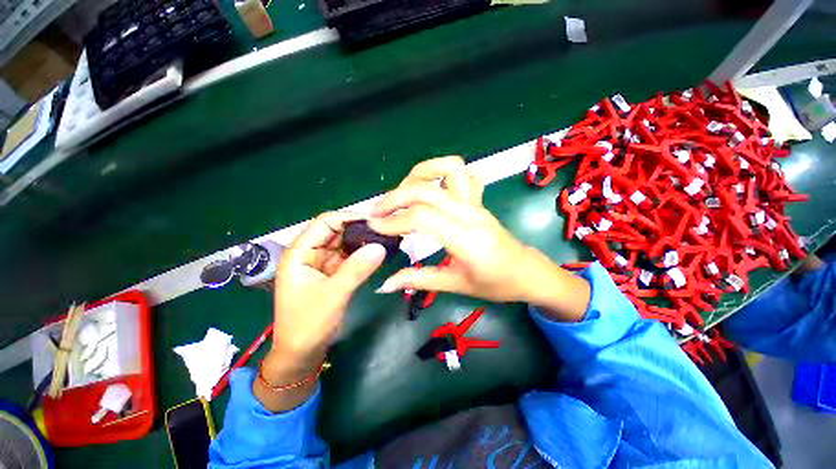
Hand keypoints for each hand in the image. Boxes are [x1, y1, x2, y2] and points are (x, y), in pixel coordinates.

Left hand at [257, 212, 385, 411]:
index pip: (326, 222)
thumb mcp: (333, 295)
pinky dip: (362, 255)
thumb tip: (381, 246)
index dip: (350, 218)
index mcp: (300, 252)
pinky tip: (378, 254)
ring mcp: (322, 262)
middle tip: (386, 232)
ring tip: (386, 241)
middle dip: (360, 230)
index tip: (376, 223)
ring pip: (345, 243)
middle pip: (337, 231)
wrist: (302, 353)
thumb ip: (356, 269)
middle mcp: (310, 252)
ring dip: (364, 242)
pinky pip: (349, 257)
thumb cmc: (308, 324)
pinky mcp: (332, 272)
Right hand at [369, 157, 589, 320]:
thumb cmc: (496, 283)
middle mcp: (470, 212)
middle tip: (377, 212)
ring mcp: (476, 202)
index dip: (394, 221)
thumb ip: (418, 280)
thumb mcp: (455, 285)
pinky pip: (463, 174)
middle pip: (427, 190)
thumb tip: (384, 284)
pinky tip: (431, 187)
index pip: (422, 217)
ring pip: (450, 168)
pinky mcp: (478, 199)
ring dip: (420, 173)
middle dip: (396, 197)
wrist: (527, 272)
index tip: (374, 228)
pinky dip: (442, 172)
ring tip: (403, 192)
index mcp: (466, 238)